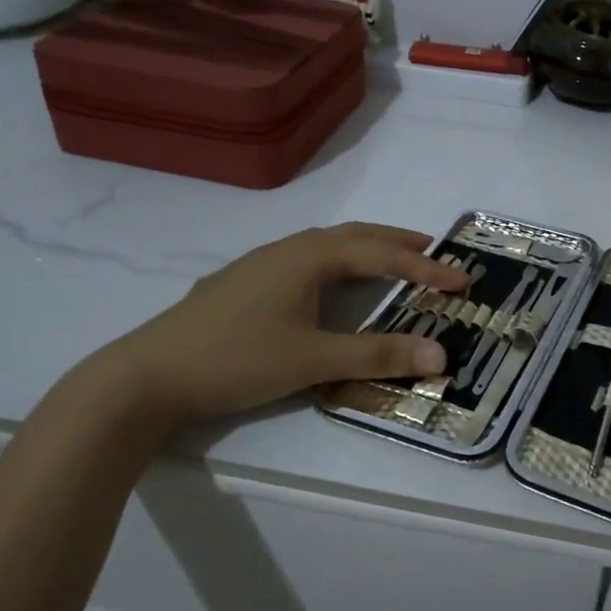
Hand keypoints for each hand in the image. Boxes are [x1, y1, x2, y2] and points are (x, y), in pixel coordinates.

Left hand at [84, 223, 468, 431]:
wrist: (147, 375)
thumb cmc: (235, 359)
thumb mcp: (312, 360)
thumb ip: (377, 355)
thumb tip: (441, 356)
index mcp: (309, 256)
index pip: (382, 254)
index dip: (426, 266)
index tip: (464, 278)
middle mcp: (288, 248)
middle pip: (356, 235)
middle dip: (400, 241)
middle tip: (437, 251)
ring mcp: (263, 263)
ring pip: (328, 245)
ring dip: (368, 249)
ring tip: (395, 261)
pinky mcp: (246, 282)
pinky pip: (308, 259)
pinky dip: (340, 262)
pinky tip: (334, 282)